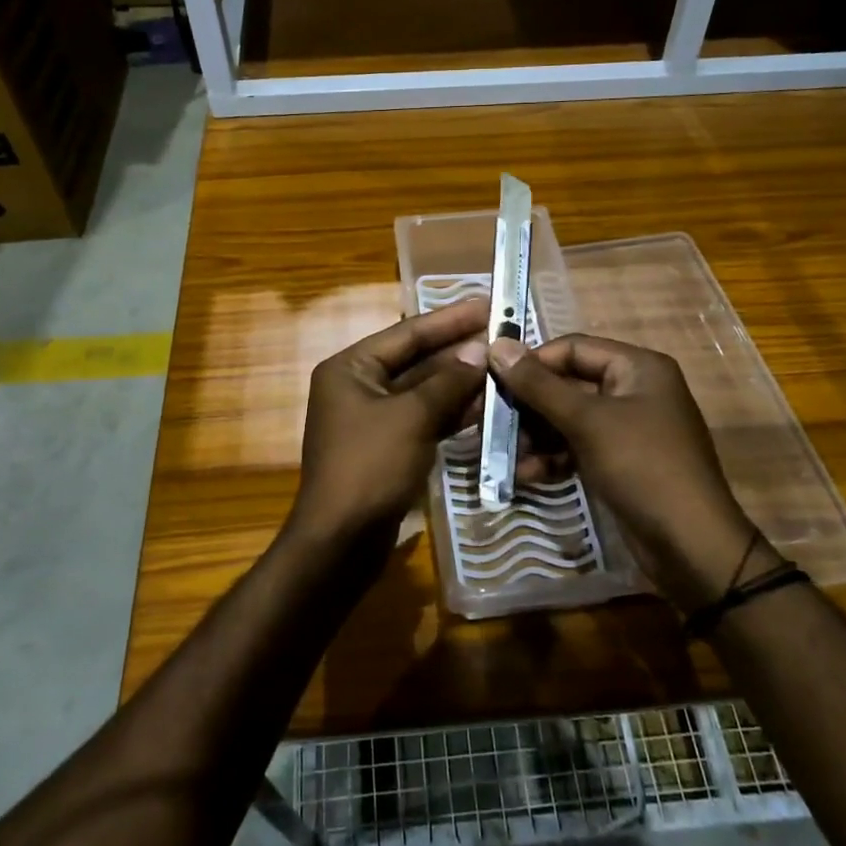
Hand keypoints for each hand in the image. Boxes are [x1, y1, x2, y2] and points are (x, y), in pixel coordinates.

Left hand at [290, 299, 489, 555]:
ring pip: (424, 391)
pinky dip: (452, 412)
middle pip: (416, 360)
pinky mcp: (389, 446)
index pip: (407, 333)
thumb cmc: (369, 467)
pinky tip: (487, 404)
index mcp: (351, 368)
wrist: (341, 541)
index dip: (449, 319)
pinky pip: (424, 418)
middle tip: (503, 334)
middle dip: (458, 350)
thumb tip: (480, 350)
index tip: (487, 304)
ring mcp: (374, 418)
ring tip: (504, 366)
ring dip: (461, 381)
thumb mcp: (411, 417)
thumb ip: (448, 381)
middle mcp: (359, 385)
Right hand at [489, 334, 778, 611]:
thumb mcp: (588, 422)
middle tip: (489, 420)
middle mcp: (634, 390)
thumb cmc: (642, 467)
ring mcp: (628, 428)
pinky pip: (578, 447)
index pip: (573, 348)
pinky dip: (553, 458)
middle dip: (529, 405)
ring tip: (502, 453)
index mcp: (638, 367)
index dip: (533, 361)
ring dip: (536, 435)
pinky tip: (526, 475)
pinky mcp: (620, 461)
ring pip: (569, 419)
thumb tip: (498, 345)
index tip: (492, 379)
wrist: (691, 546)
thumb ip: (540, 385)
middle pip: (568, 384)